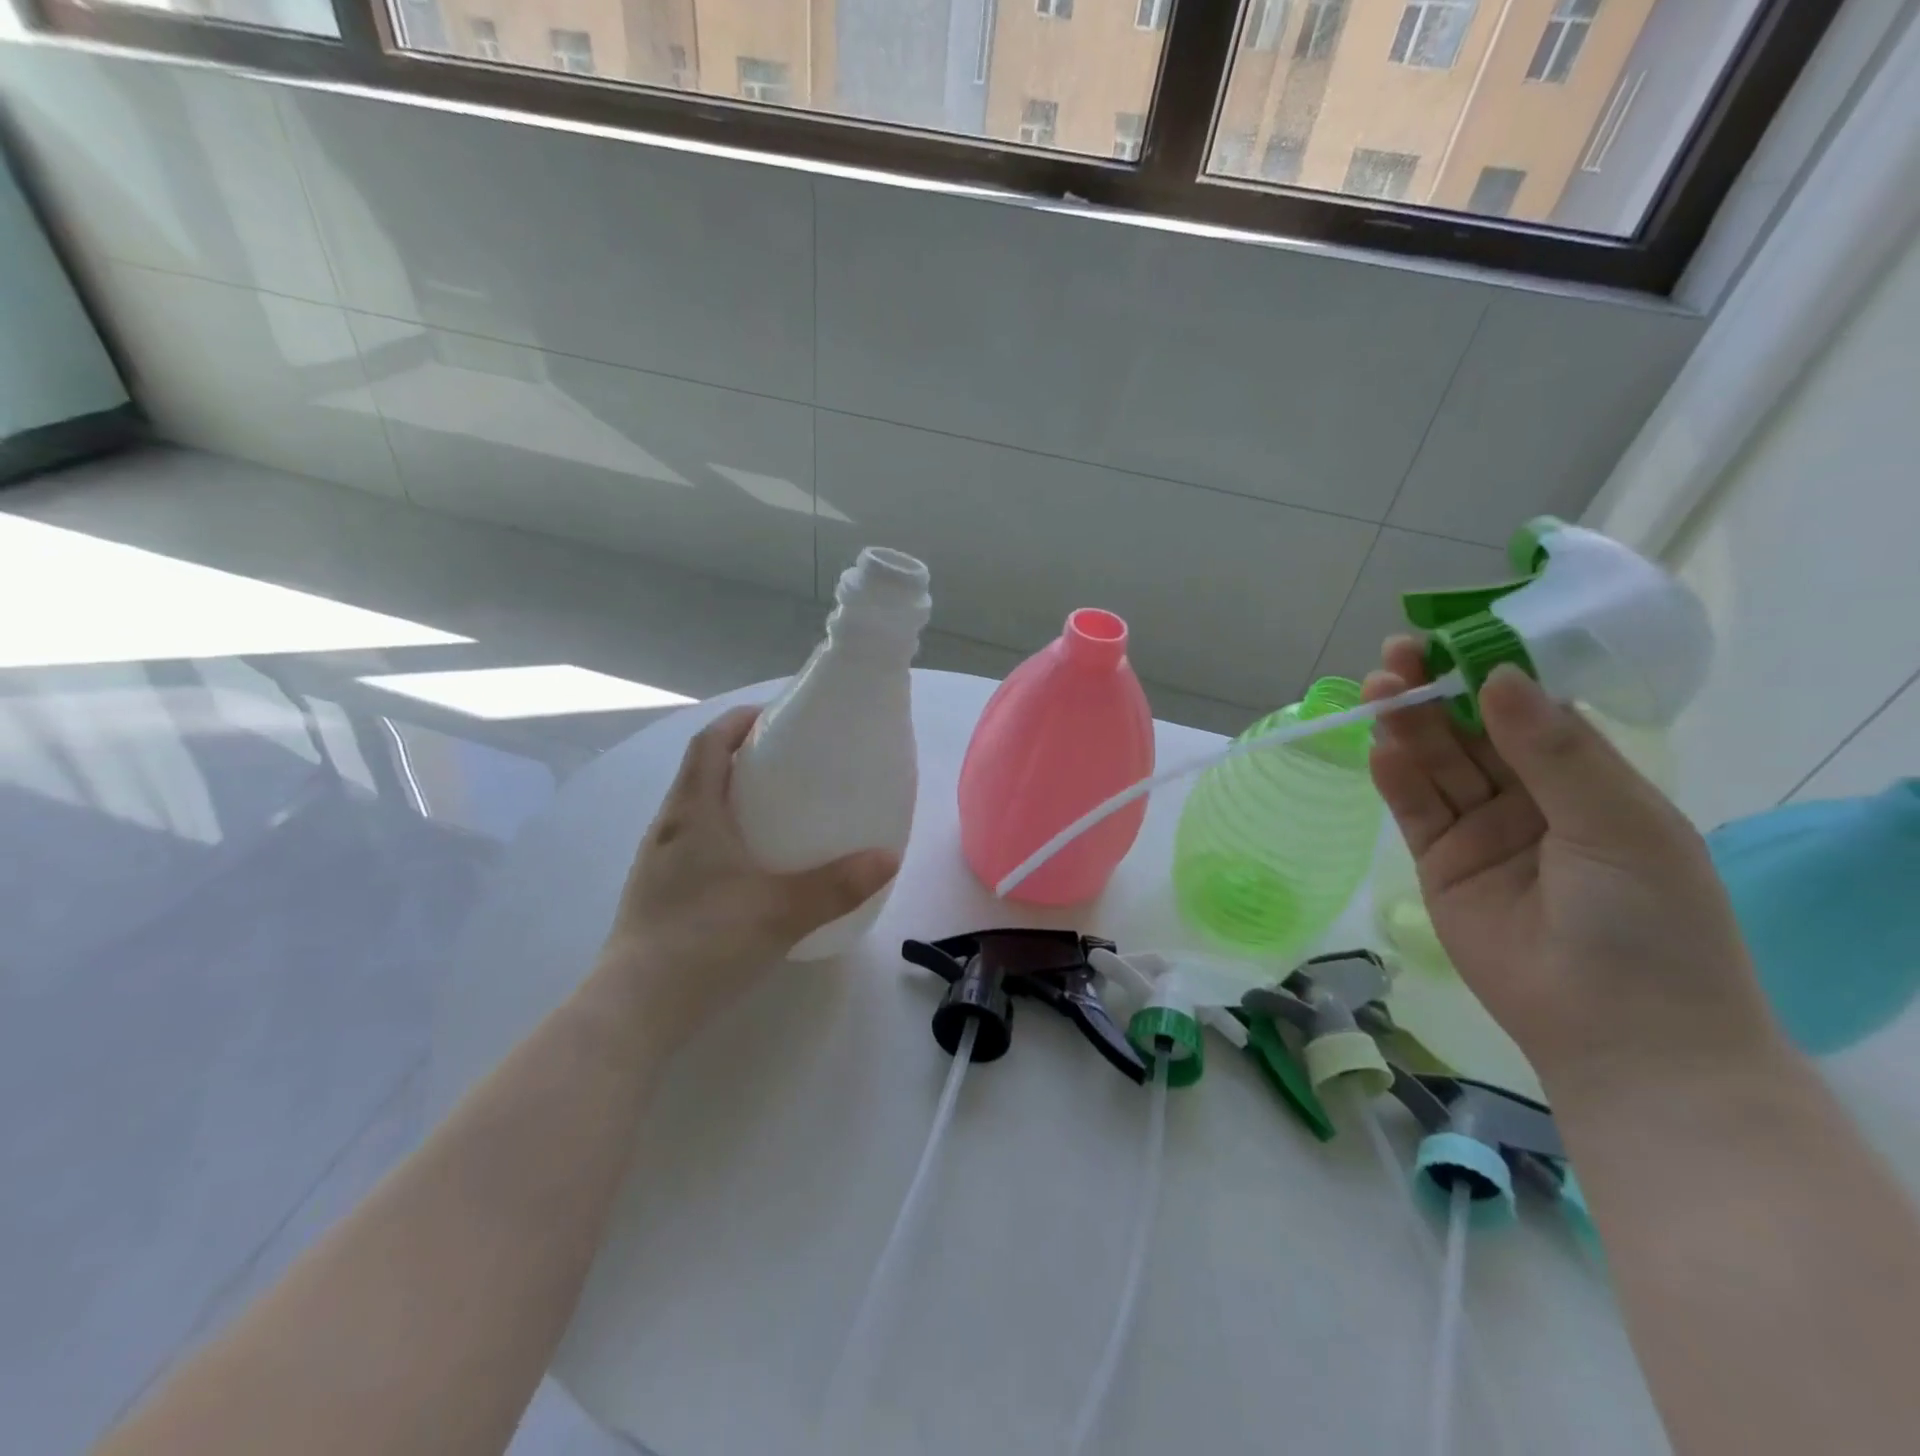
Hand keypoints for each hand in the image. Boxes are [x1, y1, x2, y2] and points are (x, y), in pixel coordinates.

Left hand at [595, 705, 899, 1054]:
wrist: (634, 1012)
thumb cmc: (705, 942)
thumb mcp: (782, 911)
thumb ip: (839, 884)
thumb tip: (888, 858)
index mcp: (693, 813)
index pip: (709, 744)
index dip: (738, 721)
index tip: (775, 717)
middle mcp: (668, 828)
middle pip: (700, 772)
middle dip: (739, 757)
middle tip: (786, 765)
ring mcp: (655, 863)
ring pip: (693, 810)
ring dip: (727, 796)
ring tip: (772, 811)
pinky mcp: (654, 894)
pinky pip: (689, 843)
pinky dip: (718, 834)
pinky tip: (747, 867)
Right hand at [1365, 637, 1786, 1099]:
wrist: (1619, 1033)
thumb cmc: (1649, 922)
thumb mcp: (1619, 825)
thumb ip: (1555, 752)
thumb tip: (1499, 677)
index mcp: (1590, 782)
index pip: (1532, 711)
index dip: (1493, 671)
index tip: (1456, 636)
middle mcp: (1531, 799)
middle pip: (1473, 732)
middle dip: (1437, 692)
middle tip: (1398, 655)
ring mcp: (1481, 831)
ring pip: (1438, 765)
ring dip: (1408, 727)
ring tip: (1379, 689)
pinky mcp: (1439, 862)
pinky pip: (1415, 810)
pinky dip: (1396, 778)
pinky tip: (1381, 749)